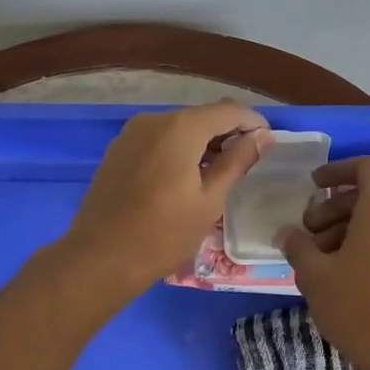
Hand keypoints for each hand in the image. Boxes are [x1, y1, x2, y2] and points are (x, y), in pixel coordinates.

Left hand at [59, 101, 272, 297]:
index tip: (269, 142)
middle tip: (247, 162)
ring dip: (201, 143)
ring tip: (218, 173)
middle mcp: (153, 120)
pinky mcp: (117, 151)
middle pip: (201, 117)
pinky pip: (157, 141)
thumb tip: (262, 136)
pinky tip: (185, 177)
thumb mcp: (209, 200)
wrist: (100, 258)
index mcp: (180, 128)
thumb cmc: (163, 233)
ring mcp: (130, 134)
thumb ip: (237, 162)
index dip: (253, 122)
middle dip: (227, 133)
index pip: (228, 111)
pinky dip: (177, 150)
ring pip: (177, 128)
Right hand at [276, 155, 369, 369]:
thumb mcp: (314, 274)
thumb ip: (297, 245)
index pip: (365, 167)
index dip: (336, 171)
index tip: (312, 187)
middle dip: (335, 208)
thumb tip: (287, 234)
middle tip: (309, 234)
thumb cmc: (357, 305)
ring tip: (322, 259)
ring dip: (350, 228)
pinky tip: (347, 274)